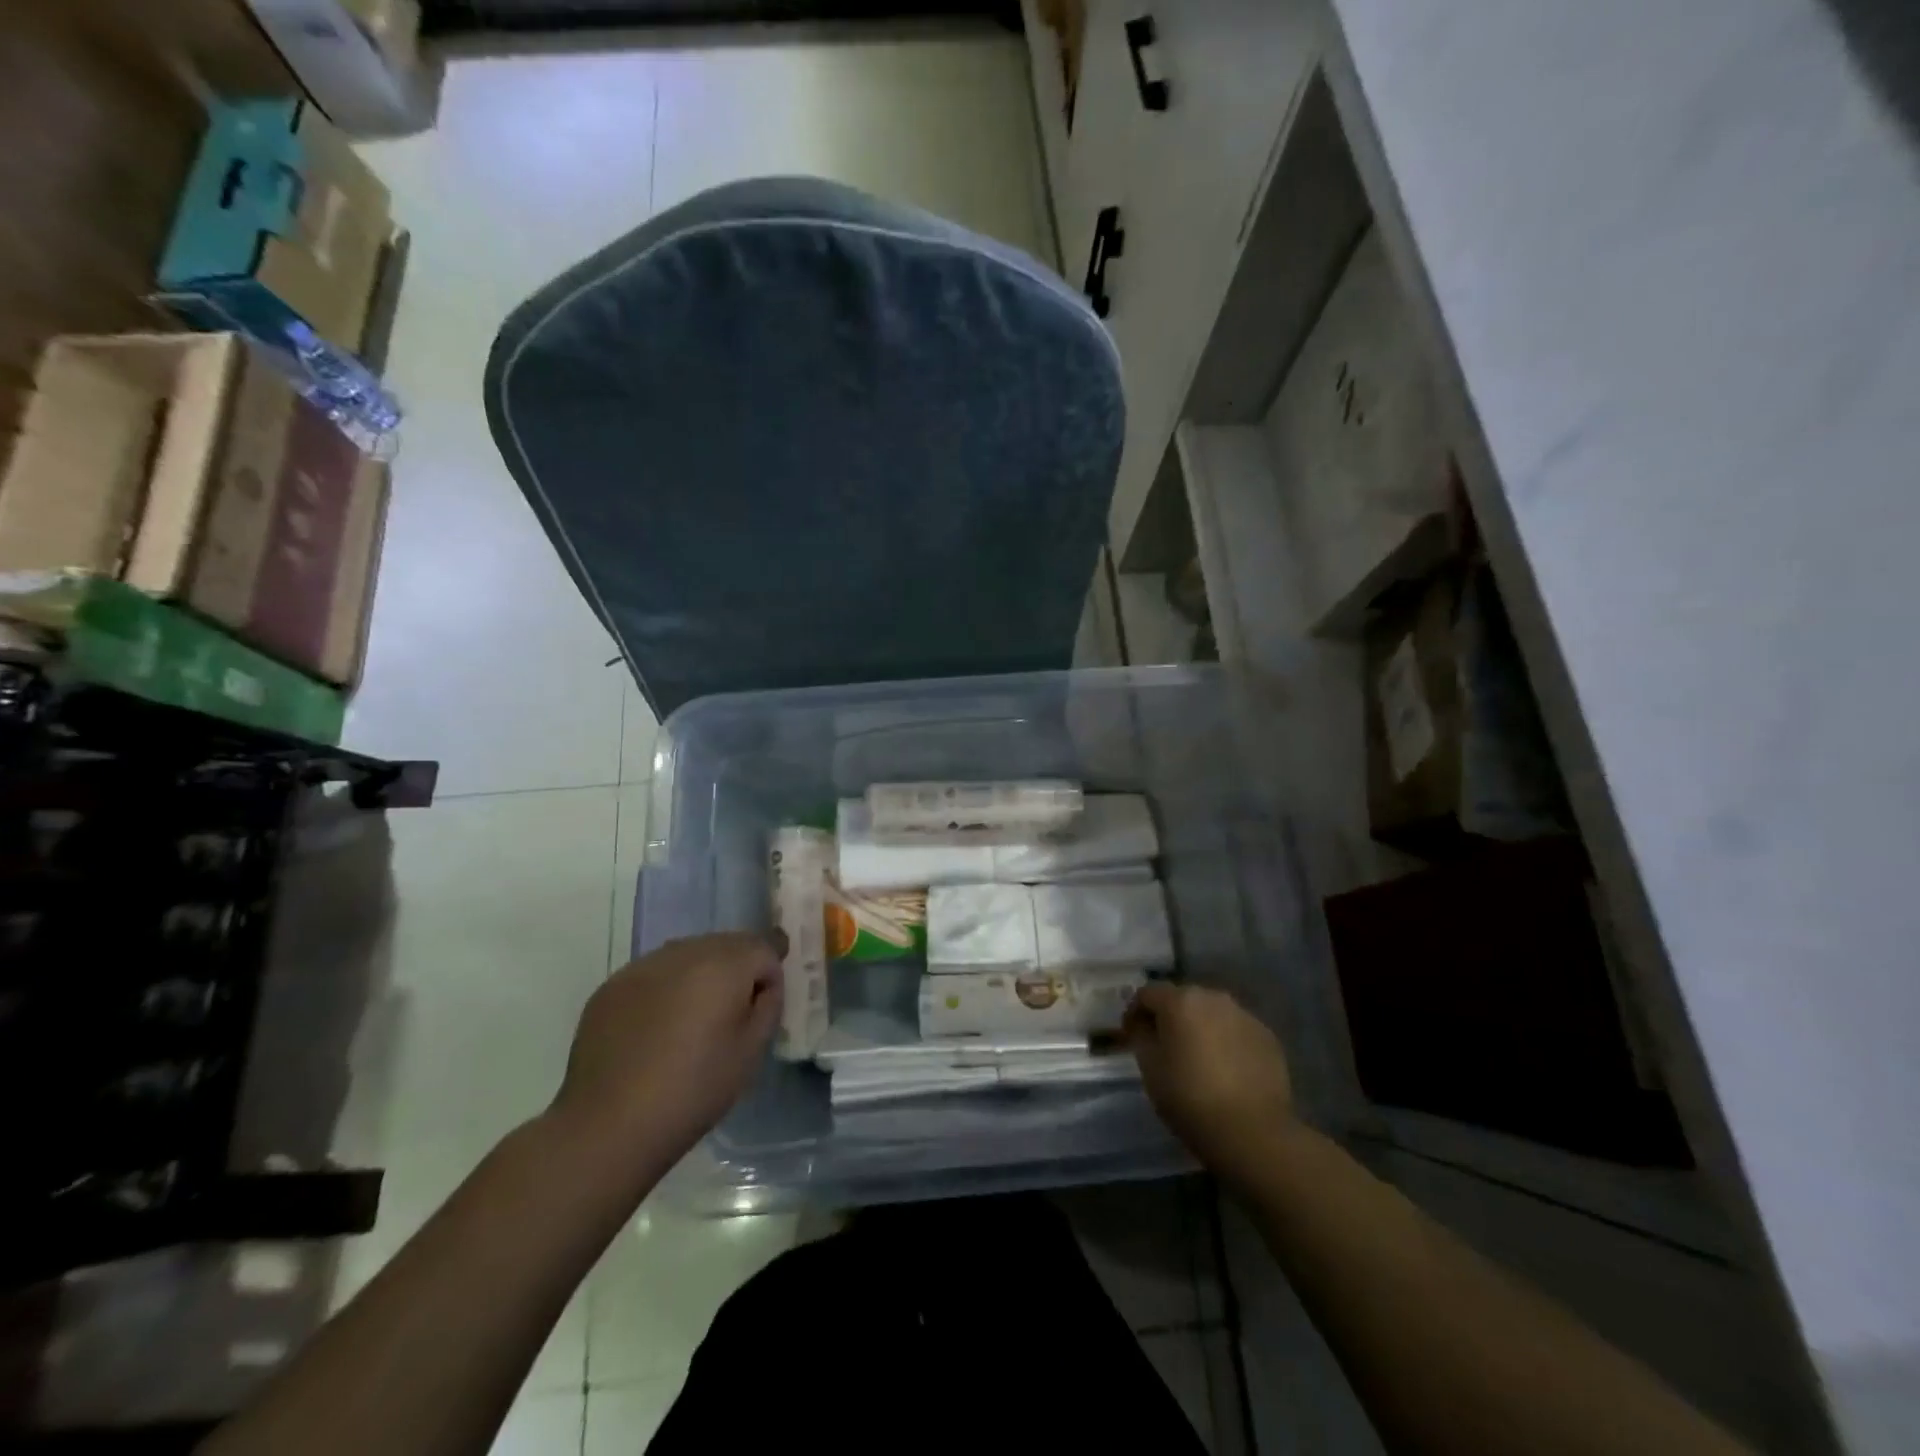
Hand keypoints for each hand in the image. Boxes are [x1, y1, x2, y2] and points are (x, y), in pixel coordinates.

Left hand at [550, 933, 781, 1174]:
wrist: (607, 1126)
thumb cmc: (693, 1090)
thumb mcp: (751, 1052)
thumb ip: (767, 1004)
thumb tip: (761, 985)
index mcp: (723, 964)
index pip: (763, 947)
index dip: (770, 972)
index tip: (766, 999)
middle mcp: (683, 952)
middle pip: (725, 944)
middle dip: (737, 968)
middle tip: (734, 1011)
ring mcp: (642, 966)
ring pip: (687, 955)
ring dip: (700, 975)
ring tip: (694, 1019)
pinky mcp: (611, 986)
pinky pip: (653, 974)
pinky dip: (665, 988)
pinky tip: (658, 1027)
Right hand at [1125, 983, 1295, 1175]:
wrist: (1253, 1132)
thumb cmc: (1190, 1098)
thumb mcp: (1150, 1068)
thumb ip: (1142, 1036)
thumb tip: (1144, 1024)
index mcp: (1180, 1000)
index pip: (1147, 993)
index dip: (1134, 1012)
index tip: (1131, 1035)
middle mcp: (1214, 997)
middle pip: (1183, 999)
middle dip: (1170, 1017)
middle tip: (1164, 1046)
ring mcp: (1245, 1016)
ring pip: (1212, 1014)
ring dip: (1200, 1028)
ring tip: (1198, 1058)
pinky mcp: (1268, 1038)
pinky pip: (1237, 1031)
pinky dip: (1226, 1042)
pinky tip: (1226, 1070)